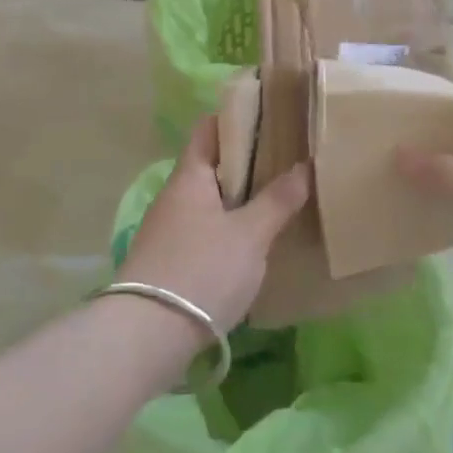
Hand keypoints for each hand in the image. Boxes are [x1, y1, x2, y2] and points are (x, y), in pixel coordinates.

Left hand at [117, 116, 309, 330]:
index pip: (209, 128)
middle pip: (212, 165)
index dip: (239, 119)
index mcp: (189, 177)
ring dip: (240, 198)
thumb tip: (304, 167)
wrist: (148, 334)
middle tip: (290, 162)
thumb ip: (277, 200)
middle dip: (249, 162)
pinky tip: (254, 242)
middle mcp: (174, 196)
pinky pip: (205, 229)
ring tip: (280, 200)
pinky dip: (230, 227)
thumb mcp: (249, 235)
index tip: (274, 118)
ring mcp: (168, 229)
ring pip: (210, 200)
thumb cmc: (202, 270)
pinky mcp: (170, 259)